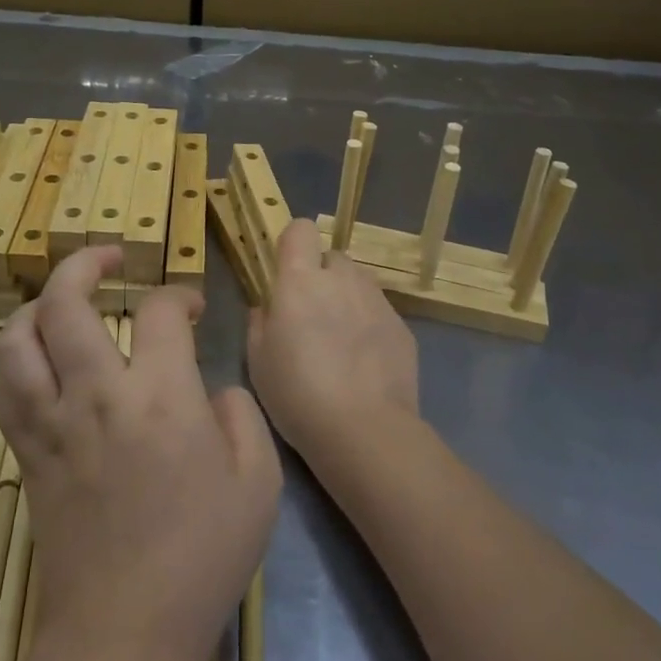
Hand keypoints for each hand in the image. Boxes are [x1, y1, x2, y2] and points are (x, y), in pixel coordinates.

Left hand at [0, 247, 280, 660]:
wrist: (124, 632)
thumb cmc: (203, 555)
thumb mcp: (260, 481)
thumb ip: (240, 415)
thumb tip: (209, 390)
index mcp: (161, 395)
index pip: (158, 309)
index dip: (179, 295)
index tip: (192, 308)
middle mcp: (97, 393)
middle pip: (65, 300)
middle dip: (85, 261)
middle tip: (111, 256)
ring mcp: (51, 422)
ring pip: (17, 337)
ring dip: (38, 306)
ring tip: (64, 302)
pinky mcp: (26, 453)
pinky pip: (4, 387)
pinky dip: (18, 358)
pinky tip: (40, 359)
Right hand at [248, 219, 420, 466]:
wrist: (364, 430)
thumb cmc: (297, 394)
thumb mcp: (258, 361)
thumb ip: (259, 322)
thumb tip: (267, 306)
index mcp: (300, 280)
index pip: (300, 230)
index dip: (293, 244)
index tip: (285, 272)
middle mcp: (342, 279)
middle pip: (331, 257)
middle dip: (321, 276)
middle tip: (312, 315)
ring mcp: (377, 300)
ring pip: (358, 282)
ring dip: (346, 298)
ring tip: (340, 340)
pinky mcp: (402, 325)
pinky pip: (379, 311)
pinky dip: (369, 325)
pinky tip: (364, 363)